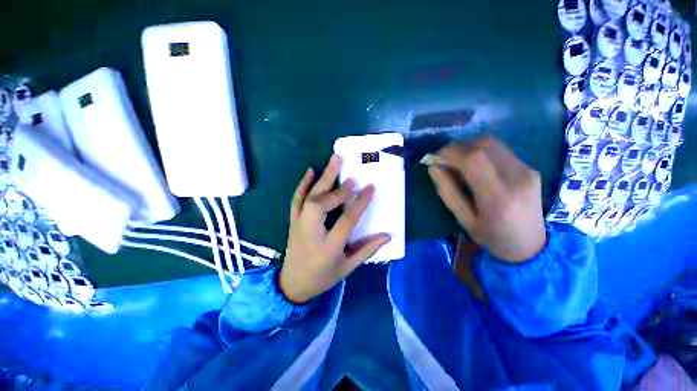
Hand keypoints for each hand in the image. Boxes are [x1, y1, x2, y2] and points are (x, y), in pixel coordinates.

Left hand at [279, 156, 391, 303]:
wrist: (292, 284)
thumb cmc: (323, 277)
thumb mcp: (347, 267)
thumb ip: (367, 249)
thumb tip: (387, 235)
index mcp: (329, 246)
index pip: (346, 220)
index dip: (359, 203)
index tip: (370, 188)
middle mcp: (312, 231)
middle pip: (322, 205)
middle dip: (338, 189)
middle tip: (351, 174)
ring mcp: (299, 224)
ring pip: (310, 197)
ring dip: (323, 178)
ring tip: (334, 160)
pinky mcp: (293, 220)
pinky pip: (296, 199)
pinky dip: (303, 184)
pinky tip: (311, 171)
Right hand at [428, 136, 545, 262]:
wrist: (531, 245)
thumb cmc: (492, 237)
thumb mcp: (463, 219)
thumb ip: (447, 191)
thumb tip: (433, 167)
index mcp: (498, 197)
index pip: (473, 159)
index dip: (451, 152)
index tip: (436, 157)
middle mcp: (517, 178)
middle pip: (484, 145)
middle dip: (458, 147)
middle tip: (445, 160)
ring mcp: (527, 170)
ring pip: (492, 143)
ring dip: (469, 148)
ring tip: (459, 163)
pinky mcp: (530, 167)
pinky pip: (500, 150)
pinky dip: (481, 152)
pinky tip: (476, 167)